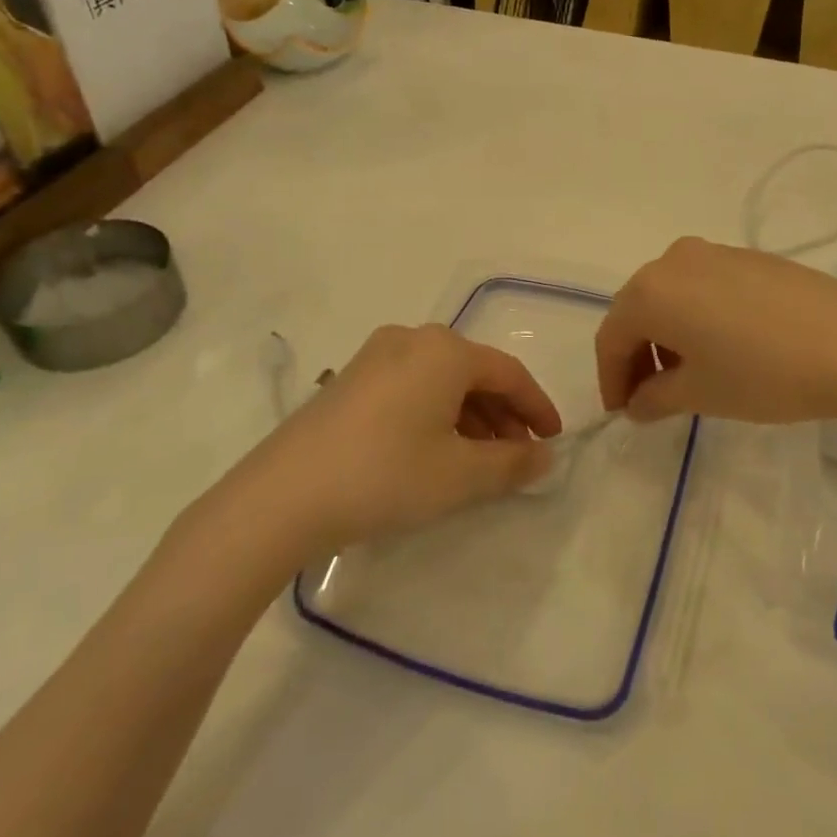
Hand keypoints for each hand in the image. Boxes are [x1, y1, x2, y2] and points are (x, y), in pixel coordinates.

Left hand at [231, 324, 563, 555]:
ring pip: (442, 381)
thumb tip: (545, 456)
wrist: (283, 496)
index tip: (554, 441)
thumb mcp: (460, 475)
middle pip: (475, 373)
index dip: (537, 407)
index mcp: (445, 350)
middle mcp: (413, 339)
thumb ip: (513, 463)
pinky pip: (412, 387)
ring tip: (481, 460)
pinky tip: (436, 451)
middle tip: (518, 456)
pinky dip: (437, 414)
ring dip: (471, 417)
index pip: (510, 373)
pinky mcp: (351, 379)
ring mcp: (376, 356)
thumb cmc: (386, 475)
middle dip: (504, 415)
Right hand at [595, 238, 836, 424]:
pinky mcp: (748, 257)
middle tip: (649, 397)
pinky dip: (696, 317)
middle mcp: (674, 260)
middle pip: (638, 310)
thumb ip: (654, 398)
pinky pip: (703, 287)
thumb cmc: (762, 373)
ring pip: (671, 296)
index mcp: (650, 290)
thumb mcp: (700, 394)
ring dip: (667, 336)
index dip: (610, 378)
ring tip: (688, 375)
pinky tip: (722, 348)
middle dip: (637, 355)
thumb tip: (637, 403)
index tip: (622, 412)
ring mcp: (714, 252)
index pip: (611, 337)